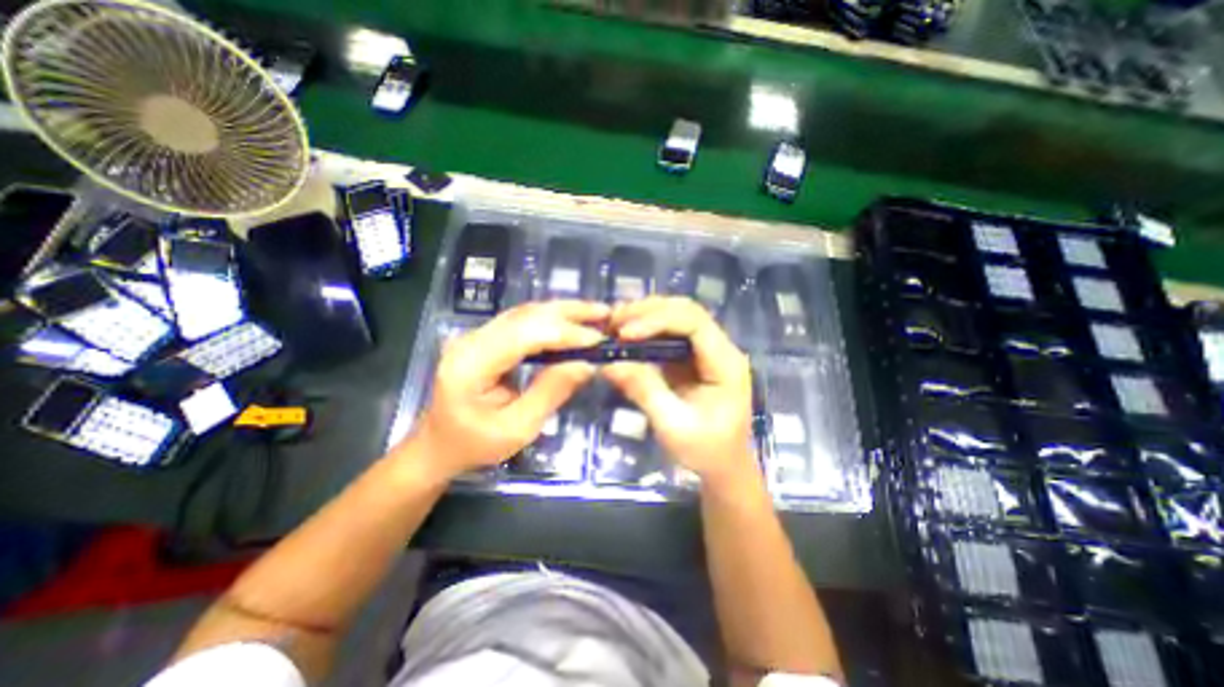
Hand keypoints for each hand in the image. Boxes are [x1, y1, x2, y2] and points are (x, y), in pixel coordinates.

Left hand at [405, 301, 608, 482]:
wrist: (440, 444)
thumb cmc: (475, 444)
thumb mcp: (517, 429)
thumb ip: (550, 393)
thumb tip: (586, 364)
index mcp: (471, 364)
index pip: (524, 334)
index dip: (564, 332)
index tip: (598, 340)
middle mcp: (471, 340)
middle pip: (525, 315)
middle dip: (568, 313)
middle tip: (604, 314)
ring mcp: (476, 335)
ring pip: (525, 312)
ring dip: (562, 311)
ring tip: (595, 313)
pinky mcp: (486, 337)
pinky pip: (522, 320)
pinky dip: (551, 319)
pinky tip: (572, 320)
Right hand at [600, 299, 756, 489]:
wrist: (723, 466)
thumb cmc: (705, 451)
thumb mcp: (673, 426)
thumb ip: (644, 391)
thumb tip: (610, 364)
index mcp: (725, 363)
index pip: (694, 322)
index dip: (658, 320)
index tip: (626, 334)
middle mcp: (720, 348)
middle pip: (686, 311)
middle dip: (648, 312)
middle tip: (613, 322)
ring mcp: (707, 350)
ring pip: (677, 316)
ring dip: (645, 316)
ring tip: (615, 325)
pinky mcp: (692, 357)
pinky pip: (669, 333)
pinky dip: (646, 329)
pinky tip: (626, 334)